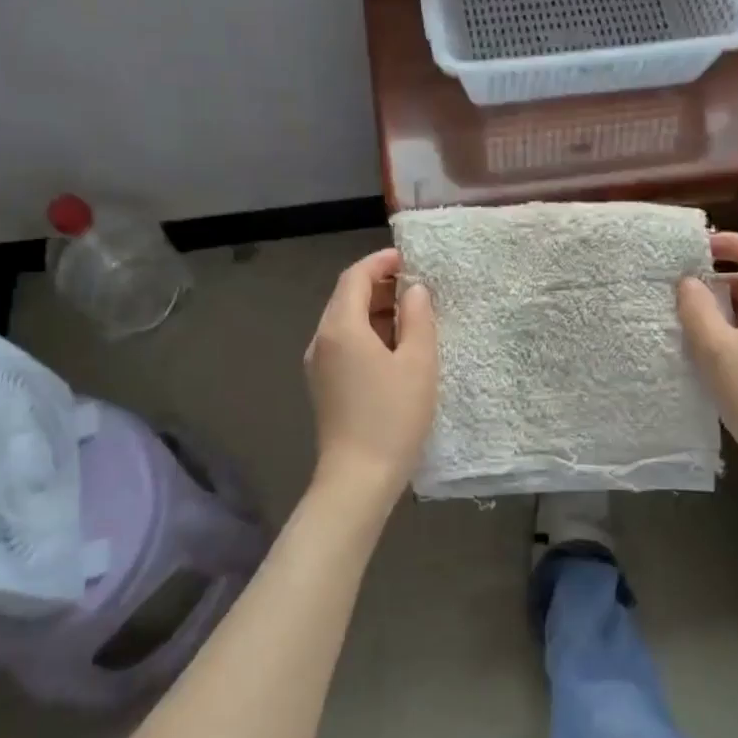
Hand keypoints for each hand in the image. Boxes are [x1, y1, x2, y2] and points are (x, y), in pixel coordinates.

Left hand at [304, 248, 438, 506]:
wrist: (358, 478)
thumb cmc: (393, 416)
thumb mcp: (418, 362)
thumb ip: (418, 318)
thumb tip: (414, 289)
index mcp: (340, 327)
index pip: (355, 277)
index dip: (382, 261)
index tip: (410, 258)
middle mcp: (322, 340)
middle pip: (347, 297)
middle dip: (381, 286)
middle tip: (418, 287)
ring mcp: (318, 364)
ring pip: (346, 322)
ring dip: (376, 311)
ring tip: (414, 317)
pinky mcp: (323, 385)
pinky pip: (344, 344)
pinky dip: (369, 334)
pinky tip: (396, 349)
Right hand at [677, 232, 737, 514]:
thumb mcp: (716, 349)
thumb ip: (697, 309)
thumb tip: (688, 282)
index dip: (730, 243)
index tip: (696, 248)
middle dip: (719, 275)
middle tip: (681, 285)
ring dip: (722, 304)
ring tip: (686, 315)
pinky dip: (730, 327)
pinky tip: (705, 348)